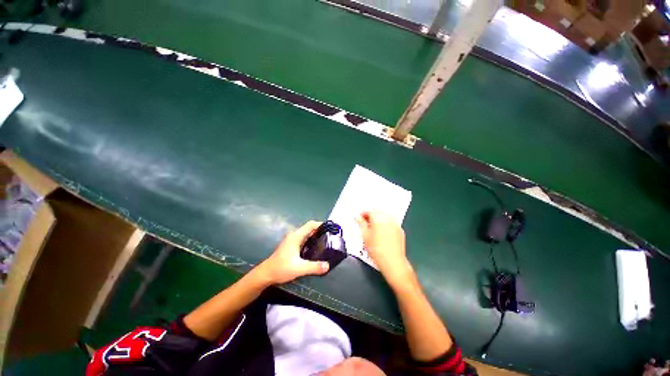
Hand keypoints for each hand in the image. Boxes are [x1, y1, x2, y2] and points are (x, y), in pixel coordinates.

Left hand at [255, 221, 329, 284]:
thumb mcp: (299, 268)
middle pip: (310, 228)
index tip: (331, 229)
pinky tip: (316, 249)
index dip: (321, 224)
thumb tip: (328, 265)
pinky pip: (304, 240)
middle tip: (331, 237)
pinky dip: (311, 241)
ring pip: (307, 234)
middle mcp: (294, 236)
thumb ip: (314, 267)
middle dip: (320, 231)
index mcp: (296, 236)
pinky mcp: (292, 246)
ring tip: (326, 242)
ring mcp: (292, 241)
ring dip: (316, 236)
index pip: (311, 225)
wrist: (265, 275)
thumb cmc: (281, 268)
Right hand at [356, 211, 412, 285]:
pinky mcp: (400, 230)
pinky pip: (391, 224)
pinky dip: (386, 225)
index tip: (360, 218)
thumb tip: (358, 218)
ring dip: (379, 220)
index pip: (369, 211)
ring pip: (385, 217)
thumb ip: (361, 224)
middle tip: (365, 223)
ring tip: (374, 229)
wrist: (392, 262)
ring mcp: (395, 224)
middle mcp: (388, 218)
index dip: (363, 214)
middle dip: (371, 216)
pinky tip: (382, 233)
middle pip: (378, 213)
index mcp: (378, 218)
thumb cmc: (377, 249)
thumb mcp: (365, 236)